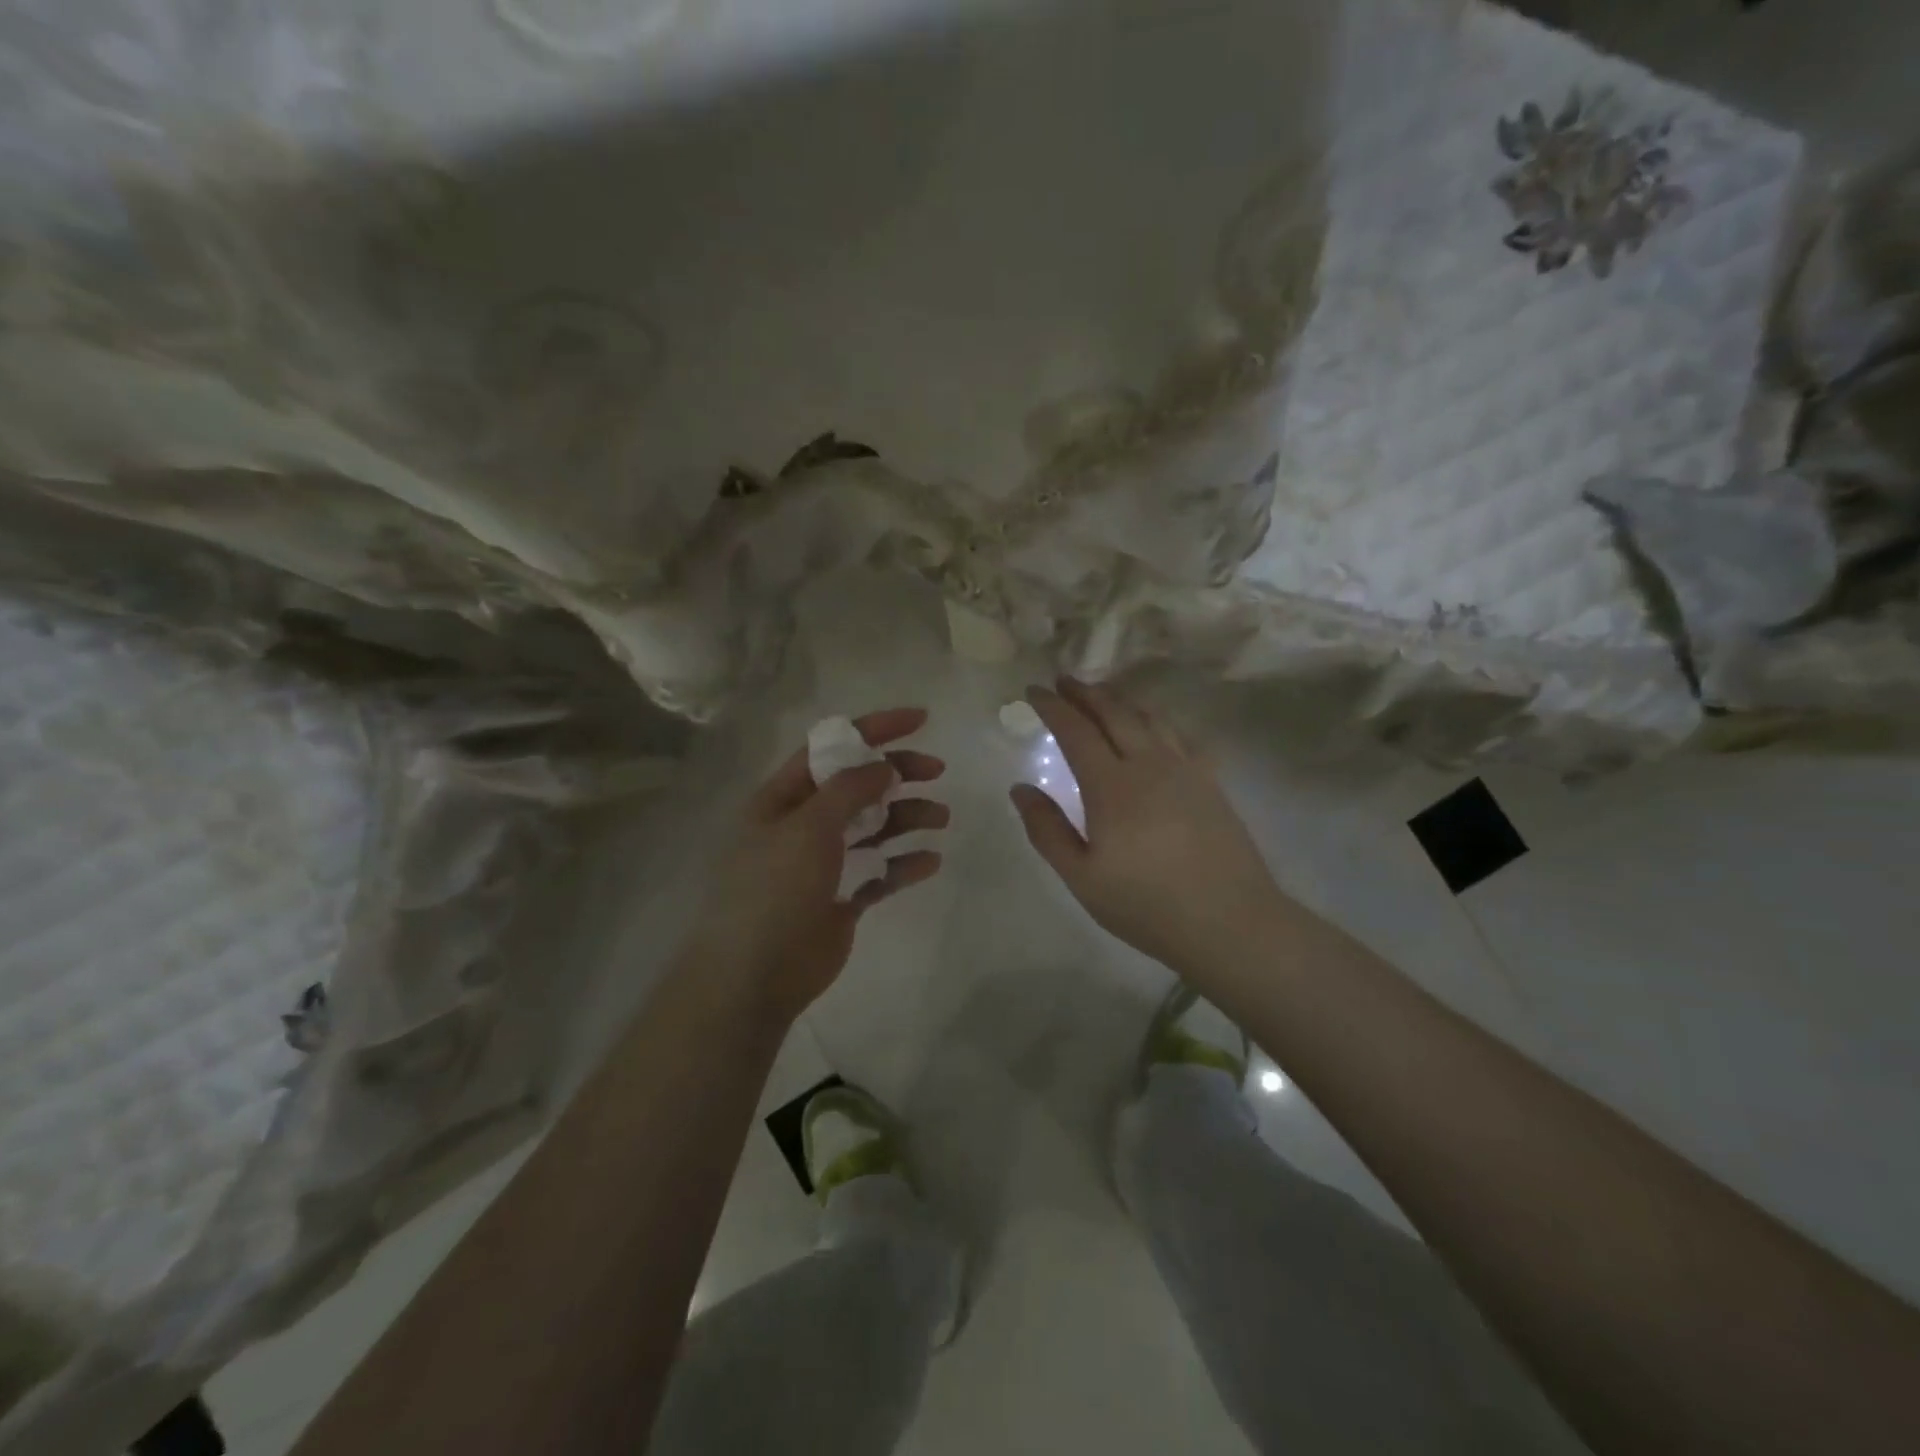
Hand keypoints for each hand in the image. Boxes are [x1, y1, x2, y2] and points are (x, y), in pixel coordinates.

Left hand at [685, 708, 946, 1026]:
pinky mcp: (842, 898)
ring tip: (940, 818)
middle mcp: (803, 825)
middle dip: (897, 773)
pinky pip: (880, 872)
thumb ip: (849, 789)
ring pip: (873, 827)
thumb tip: (885, 765)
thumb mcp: (807, 826)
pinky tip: (930, 861)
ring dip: (907, 816)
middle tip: (936, 770)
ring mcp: (823, 863)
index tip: (921, 720)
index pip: (831, 748)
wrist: (754, 976)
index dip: (874, 729)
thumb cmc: (773, 889)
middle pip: (858, 785)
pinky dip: (904, 864)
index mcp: (783, 799)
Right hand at [1011, 679, 1279, 972]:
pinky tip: (1155, 729)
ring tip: (1103, 695)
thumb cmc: (1147, 905)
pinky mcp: (1211, 782)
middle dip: (1085, 692)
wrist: (1231, 922)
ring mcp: (1186, 770)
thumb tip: (1020, 788)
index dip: (1053, 707)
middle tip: (1064, 680)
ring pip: (1150, 718)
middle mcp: (1149, 764)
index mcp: (1111, 786)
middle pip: (1114, 713)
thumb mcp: (1082, 877)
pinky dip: (1158, 721)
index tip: (1034, 690)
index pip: (1076, 731)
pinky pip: (1180, 736)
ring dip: (1121, 700)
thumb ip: (1047, 830)